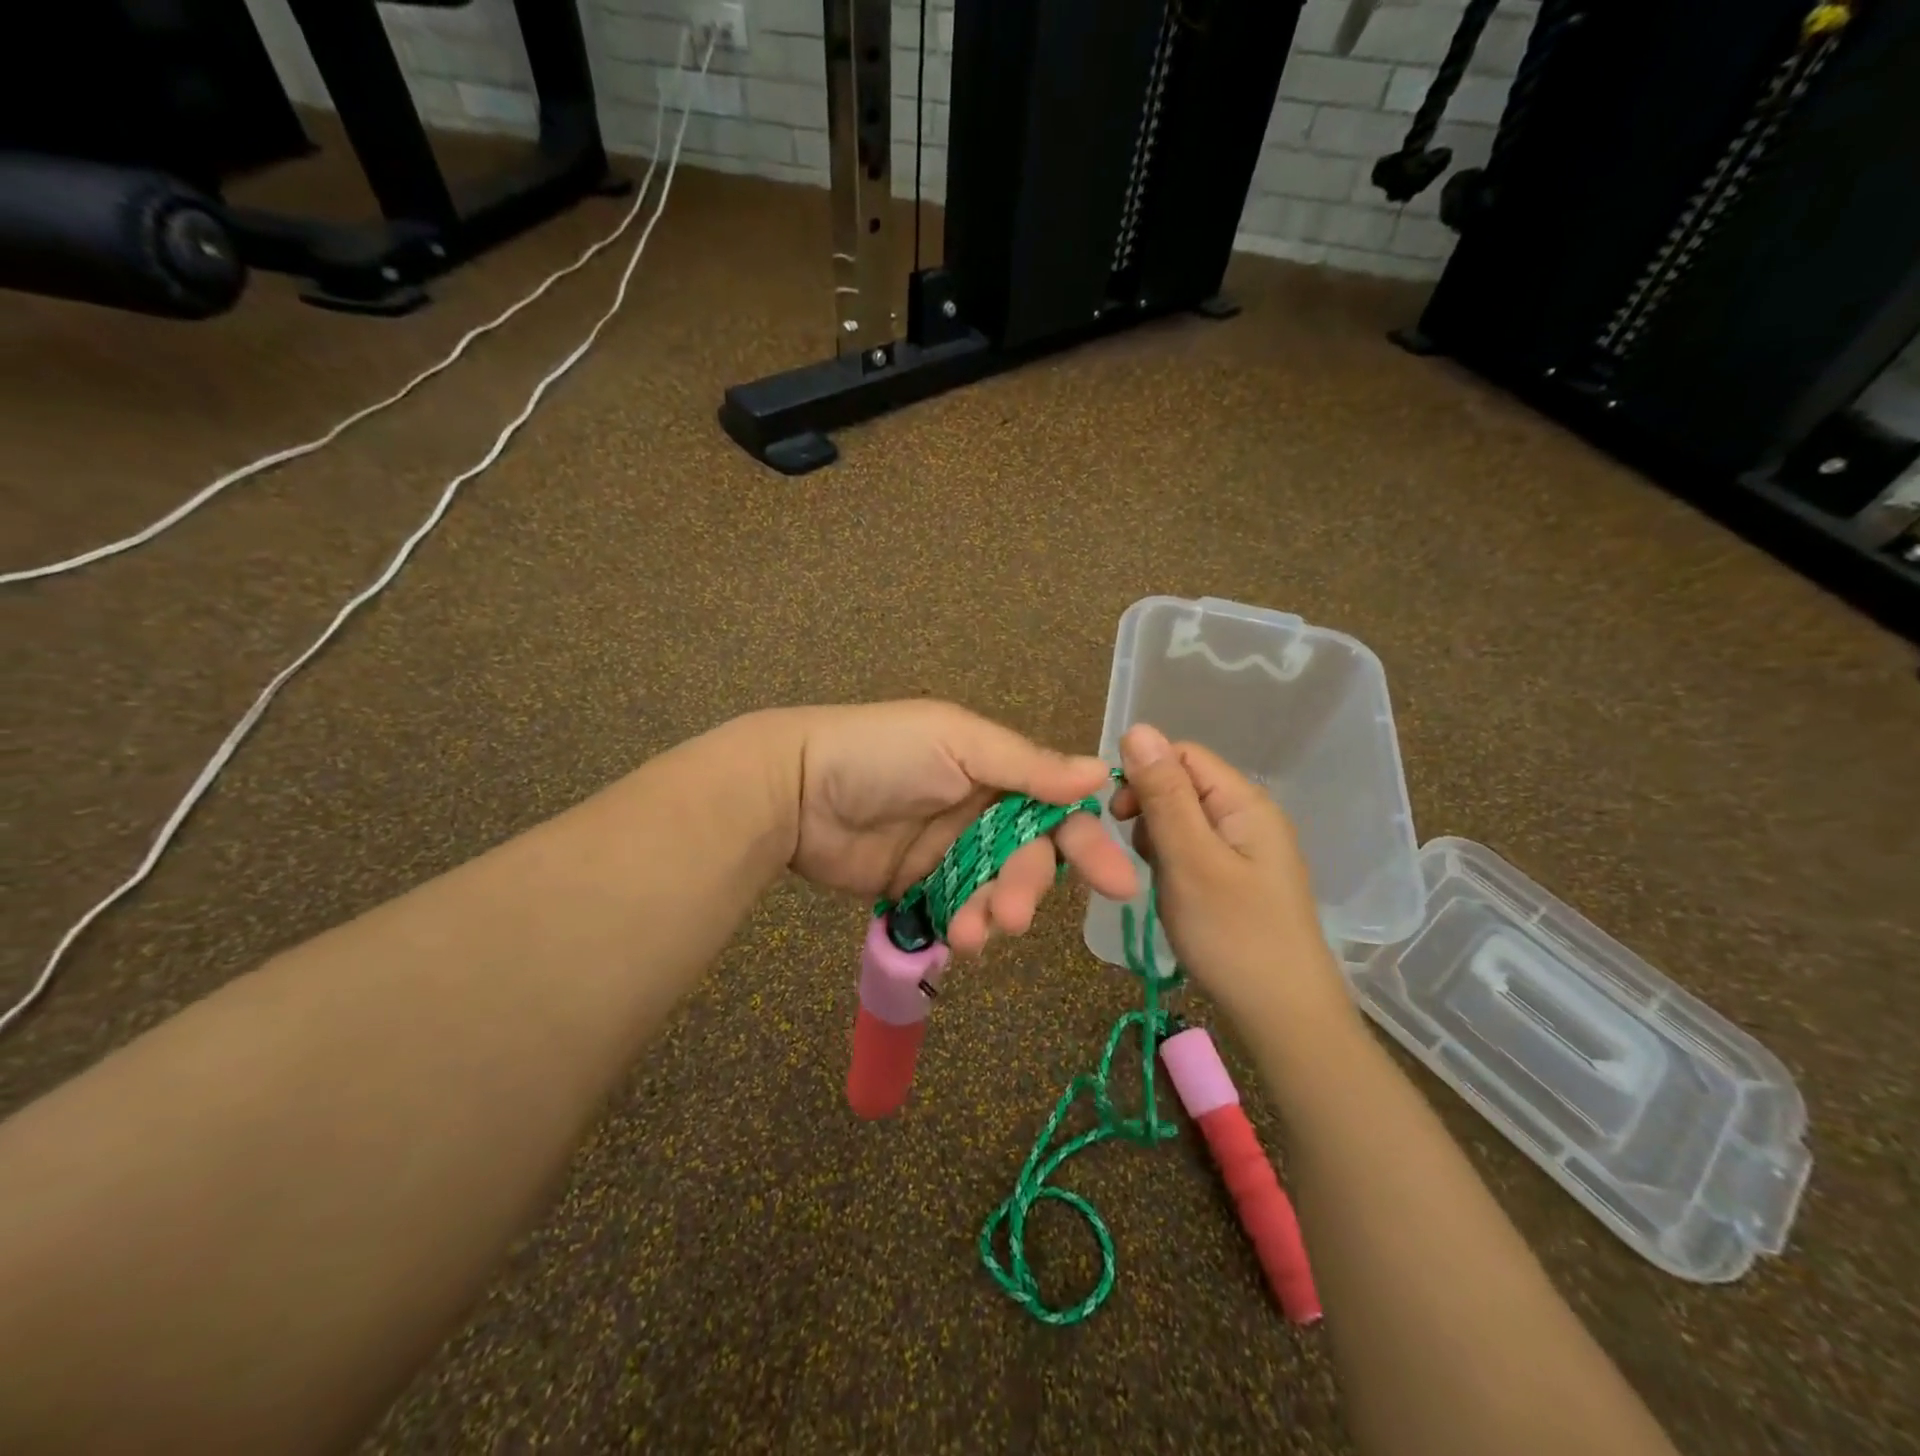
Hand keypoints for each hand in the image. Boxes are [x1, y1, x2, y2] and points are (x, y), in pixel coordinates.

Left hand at [777, 701, 1138, 955]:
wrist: (794, 789)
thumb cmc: (881, 754)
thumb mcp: (957, 743)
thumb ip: (1026, 766)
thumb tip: (1100, 772)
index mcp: (995, 771)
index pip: (1057, 809)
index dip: (1088, 843)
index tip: (1119, 884)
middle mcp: (980, 813)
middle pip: (1028, 859)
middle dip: (1027, 888)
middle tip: (1013, 915)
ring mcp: (949, 853)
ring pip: (995, 892)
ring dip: (993, 915)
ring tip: (973, 932)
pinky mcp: (918, 888)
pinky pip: (957, 913)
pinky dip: (963, 927)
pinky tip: (955, 937)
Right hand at [1109, 724, 1350, 1025]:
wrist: (1284, 1017)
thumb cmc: (1234, 935)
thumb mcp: (1190, 860)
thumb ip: (1163, 794)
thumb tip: (1137, 728)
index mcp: (1244, 801)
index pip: (1181, 755)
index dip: (1144, 774)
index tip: (1119, 818)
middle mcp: (1249, 815)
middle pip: (1182, 785)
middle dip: (1149, 812)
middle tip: (1141, 858)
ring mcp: (1246, 849)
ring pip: (1183, 820)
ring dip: (1158, 842)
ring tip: (1161, 883)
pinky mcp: (1239, 878)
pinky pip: (1194, 850)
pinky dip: (1173, 864)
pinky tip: (1174, 895)